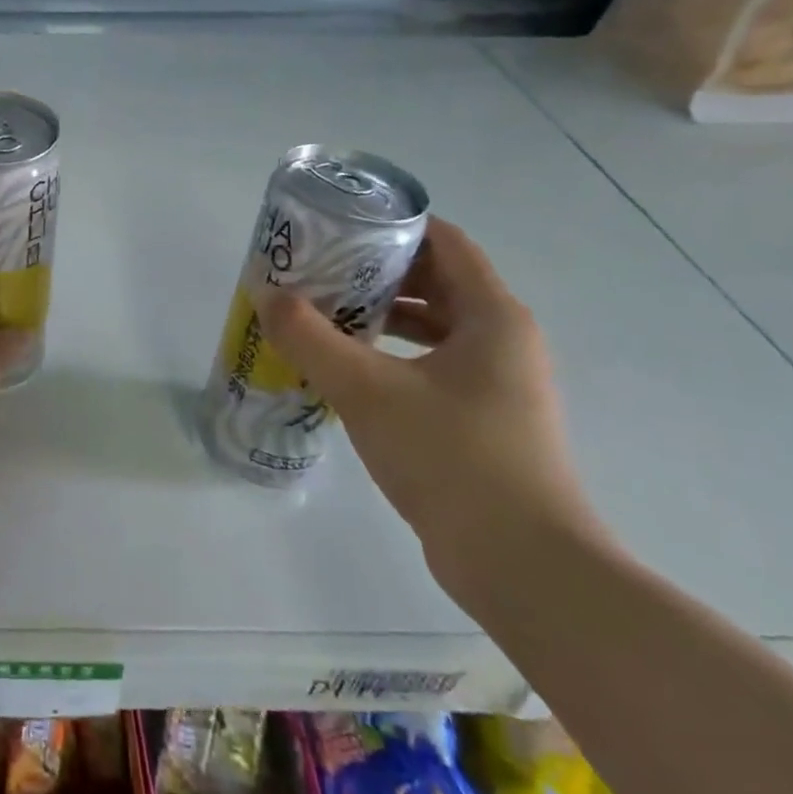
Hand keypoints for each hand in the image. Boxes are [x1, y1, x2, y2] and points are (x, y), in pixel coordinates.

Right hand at [255, 218, 605, 603]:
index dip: (392, 226)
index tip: (338, 226)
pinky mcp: (485, 422)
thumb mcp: (367, 390)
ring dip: (381, 316)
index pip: (444, 242)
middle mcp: (504, 341)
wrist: (524, 567)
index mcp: (493, 316)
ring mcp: (498, 385)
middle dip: (376, 272)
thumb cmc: (452, 457)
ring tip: (323, 315)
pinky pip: (433, 366)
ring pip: (434, 328)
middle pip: (437, 282)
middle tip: (318, 270)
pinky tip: (348, 371)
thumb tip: (268, 297)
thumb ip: (311, 339)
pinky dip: (392, 356)